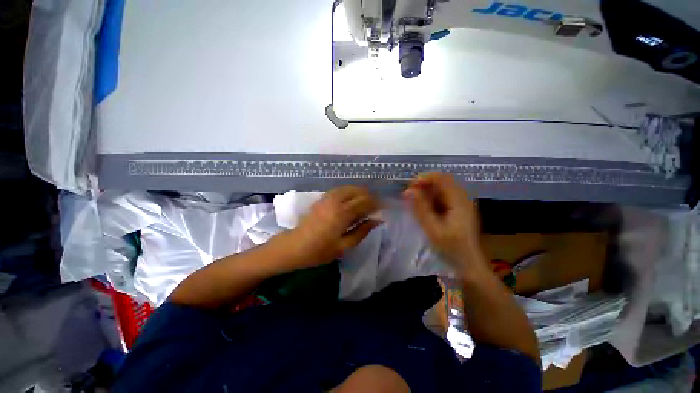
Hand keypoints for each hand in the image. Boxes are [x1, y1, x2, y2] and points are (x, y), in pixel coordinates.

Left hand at [286, 186, 380, 267]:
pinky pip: (340, 190)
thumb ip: (362, 231)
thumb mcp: (344, 246)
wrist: (295, 246)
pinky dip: (349, 191)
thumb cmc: (320, 250)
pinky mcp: (322, 198)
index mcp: (343, 214)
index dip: (376, 204)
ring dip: (359, 192)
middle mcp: (336, 201)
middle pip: (358, 191)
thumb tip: (378, 220)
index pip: (365, 202)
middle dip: (369, 196)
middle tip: (375, 206)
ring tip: (365, 202)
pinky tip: (351, 200)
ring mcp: (327, 198)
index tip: (383, 208)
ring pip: (349, 188)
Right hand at [403, 173, 487, 276]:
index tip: (410, 186)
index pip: (443, 178)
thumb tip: (409, 191)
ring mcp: (462, 203)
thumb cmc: (451, 248)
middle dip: (424, 185)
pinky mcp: (459, 209)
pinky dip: (431, 199)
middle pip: (442, 182)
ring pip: (442, 189)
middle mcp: (463, 198)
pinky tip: (424, 209)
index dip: (425, 178)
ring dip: (426, 192)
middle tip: (409, 195)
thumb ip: (421, 208)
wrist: (469, 264)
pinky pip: (443, 197)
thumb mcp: (432, 229)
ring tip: (414, 202)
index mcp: (459, 202)